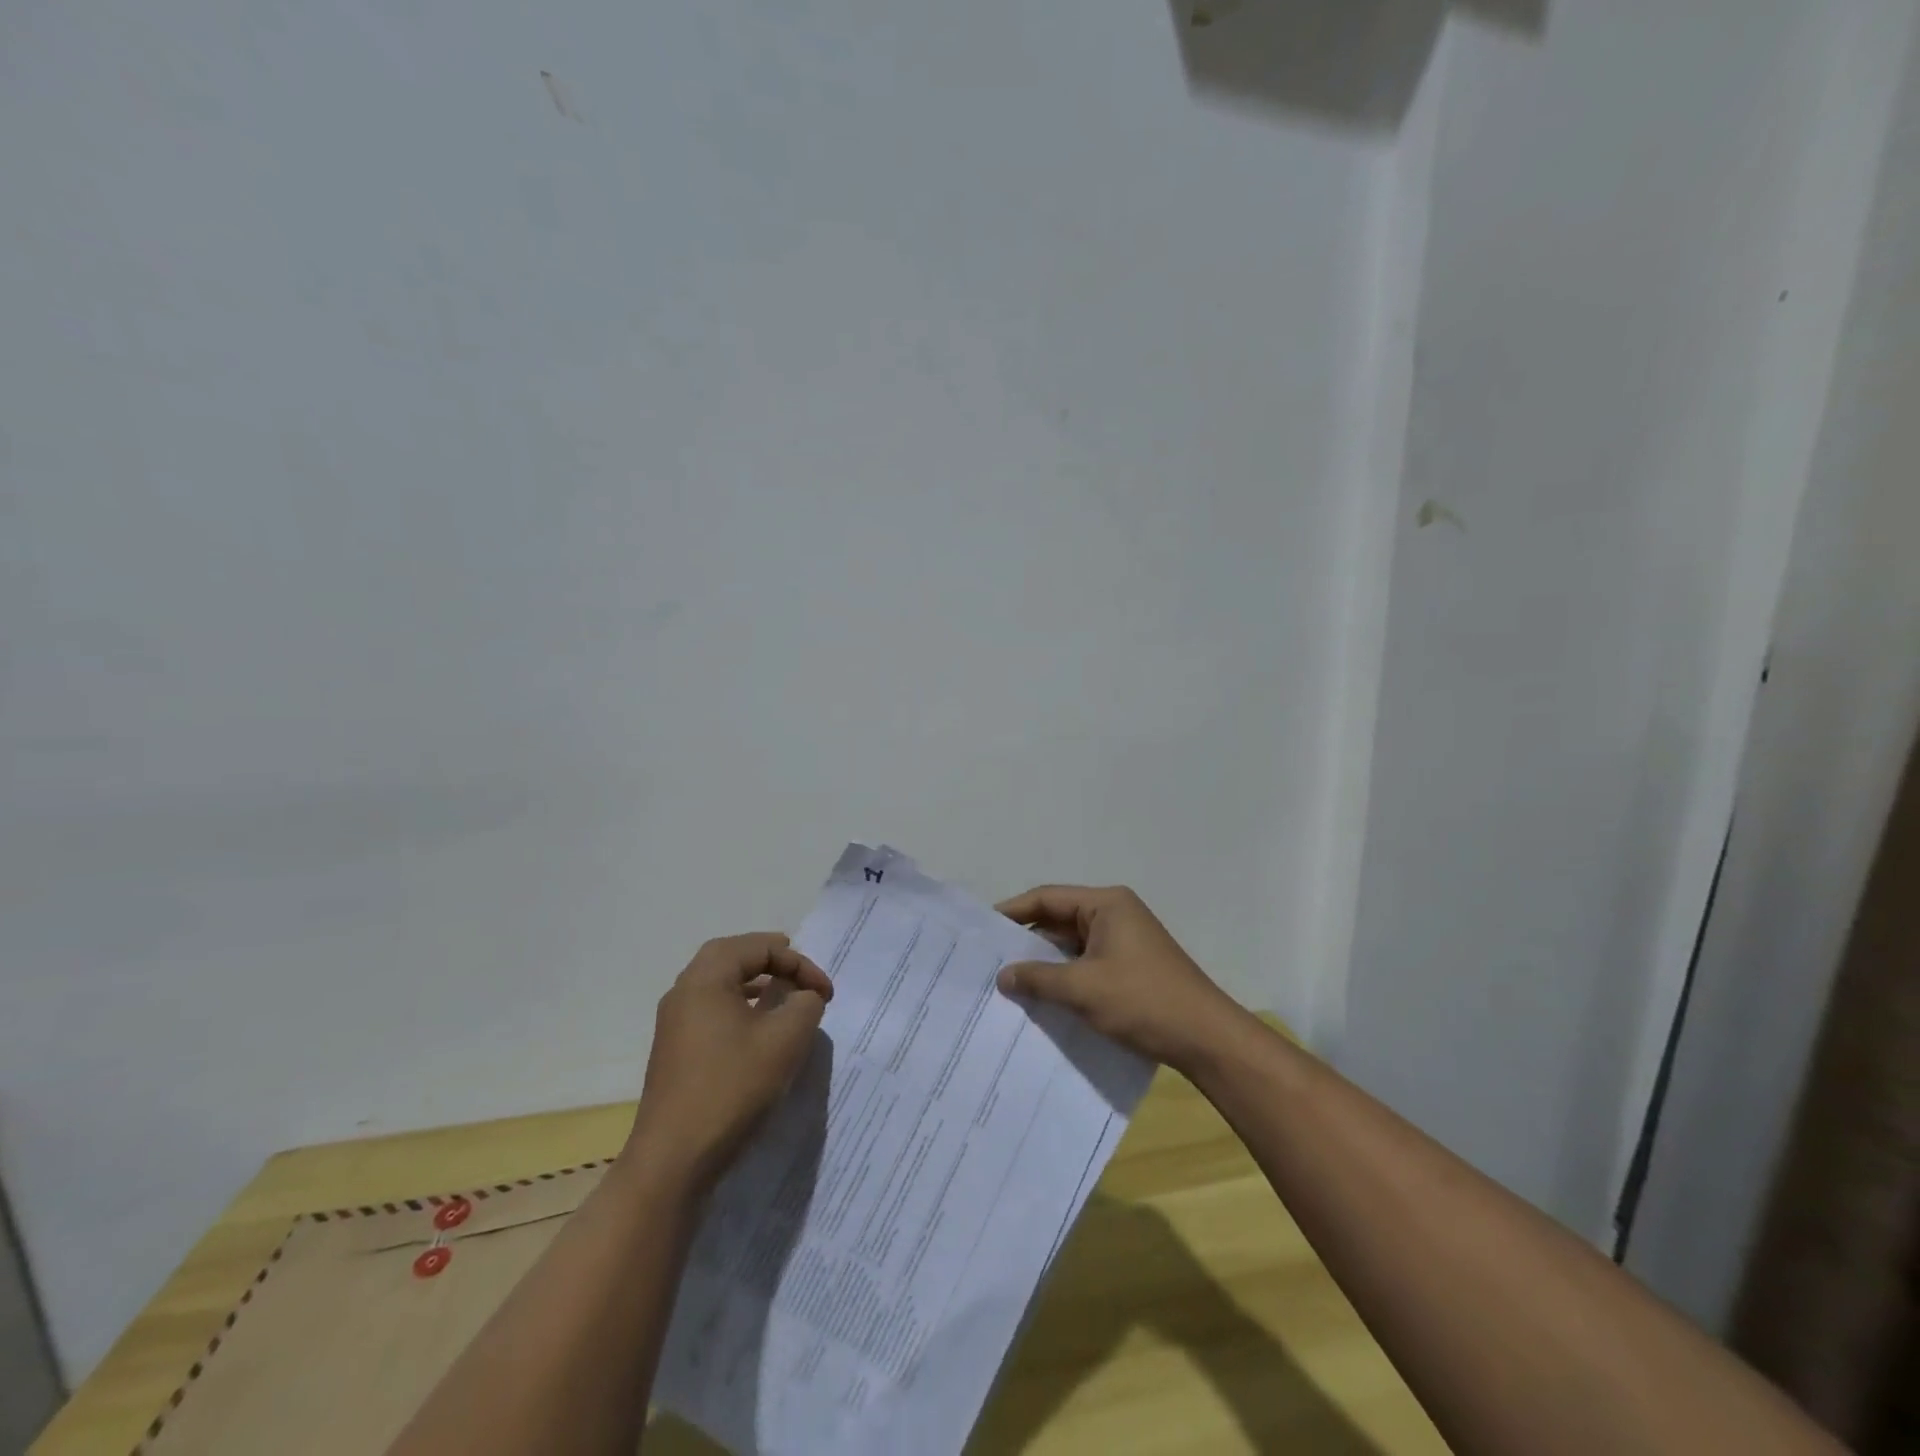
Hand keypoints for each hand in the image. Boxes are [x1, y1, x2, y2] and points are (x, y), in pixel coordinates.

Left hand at [628, 933, 831, 1188]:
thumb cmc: (732, 1087)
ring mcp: (675, 1023)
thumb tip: (804, 996)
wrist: (673, 1160)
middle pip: (731, 956)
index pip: (759, 948)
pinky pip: (712, 1010)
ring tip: (784, 994)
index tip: (826, 994)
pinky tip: (759, 1030)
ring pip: (719, 984)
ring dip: (754, 982)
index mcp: (706, 978)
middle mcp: (684, 992)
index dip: (799, 963)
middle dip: (769, 958)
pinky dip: (740, 1006)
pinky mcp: (676, 1051)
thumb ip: (805, 1005)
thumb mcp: (785, 1040)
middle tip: (797, 967)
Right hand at [995, 886, 1245, 1073]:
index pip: (1048, 898)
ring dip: (1045, 962)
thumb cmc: (1143, 1000)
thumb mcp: (1083, 989)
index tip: (983, 930)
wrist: (1206, 1039)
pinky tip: (1043, 997)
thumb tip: (1002, 976)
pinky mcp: (1130, 967)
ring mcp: (1125, 941)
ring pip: (1072, 945)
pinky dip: (1065, 976)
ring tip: (1008, 981)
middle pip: (1059, 919)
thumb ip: (1038, 978)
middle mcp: (1115, 914)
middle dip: (1027, 940)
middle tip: (989, 959)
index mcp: (1106, 904)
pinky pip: (1087, 963)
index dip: (1013, 911)